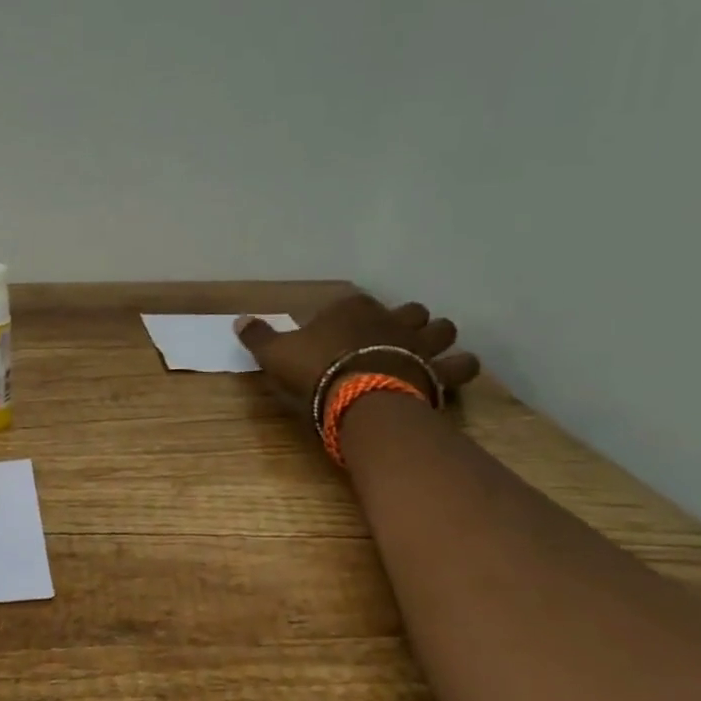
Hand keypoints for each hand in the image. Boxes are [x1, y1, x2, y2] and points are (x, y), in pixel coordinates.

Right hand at [235, 295, 480, 418]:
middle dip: (406, 320)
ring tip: (429, 350)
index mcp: (352, 308)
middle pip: (409, 310)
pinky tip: (453, 373)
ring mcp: (420, 343)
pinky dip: (460, 367)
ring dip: (438, 337)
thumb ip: (259, 336)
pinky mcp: (439, 371)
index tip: (342, 330)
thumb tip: (239, 320)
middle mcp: (391, 318)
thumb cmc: (315, 370)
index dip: (351, 315)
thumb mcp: (275, 353)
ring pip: (443, 329)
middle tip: (394, 337)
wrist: (361, 398)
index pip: (355, 302)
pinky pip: (462, 365)